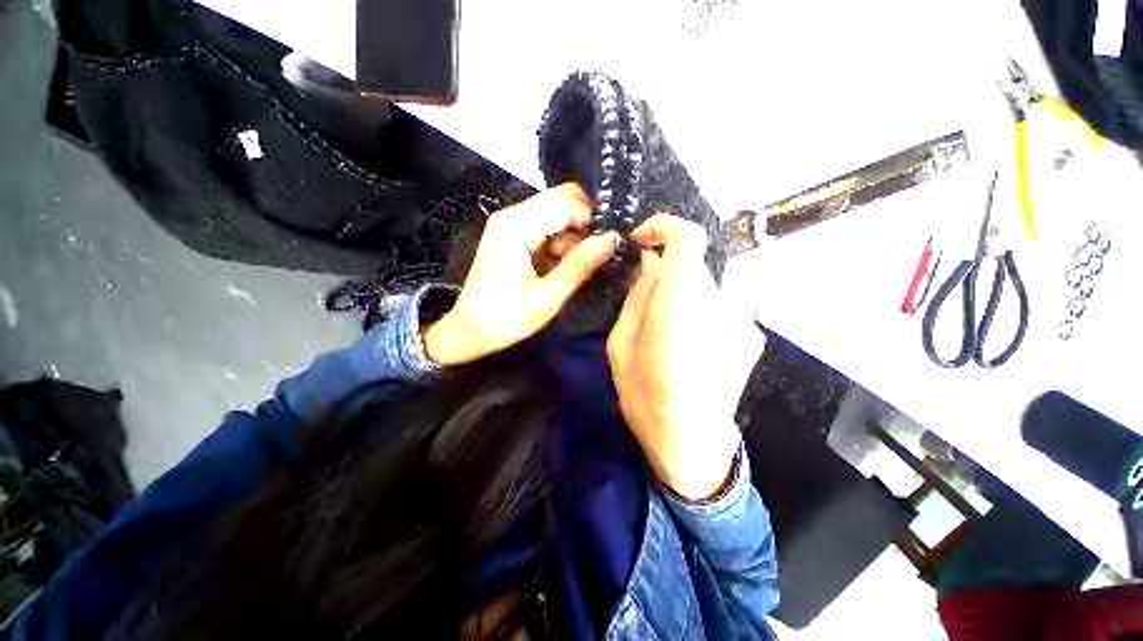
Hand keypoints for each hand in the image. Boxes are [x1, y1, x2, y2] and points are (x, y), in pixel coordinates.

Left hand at [424, 184, 620, 365]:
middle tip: (600, 256)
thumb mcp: (547, 297)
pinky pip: (550, 233)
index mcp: (516, 226)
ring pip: (559, 218)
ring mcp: (514, 227)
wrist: (469, 333)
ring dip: (576, 239)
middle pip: (562, 202)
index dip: (591, 219)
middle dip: (586, 226)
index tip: (608, 245)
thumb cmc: (504, 319)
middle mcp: (514, 217)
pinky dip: (564, 248)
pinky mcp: (517, 240)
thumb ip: (580, 265)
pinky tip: (570, 268)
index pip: (566, 201)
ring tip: (586, 267)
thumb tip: (612, 238)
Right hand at [606, 214, 764, 500]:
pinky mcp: (751, 333)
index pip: (688, 239)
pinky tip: (687, 348)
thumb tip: (649, 263)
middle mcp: (719, 307)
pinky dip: (696, 313)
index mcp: (680, 312)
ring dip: (679, 297)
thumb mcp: (620, 349)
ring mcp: (742, 320)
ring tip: (663, 335)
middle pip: (691, 266)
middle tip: (642, 305)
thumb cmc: (646, 401)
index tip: (642, 241)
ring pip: (702, 286)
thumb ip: (636, 298)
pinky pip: (716, 305)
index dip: (664, 227)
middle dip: (663, 276)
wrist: (694, 445)